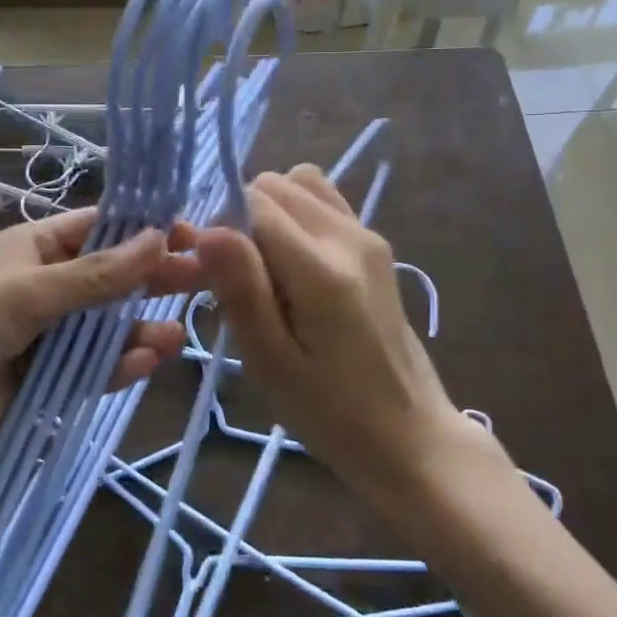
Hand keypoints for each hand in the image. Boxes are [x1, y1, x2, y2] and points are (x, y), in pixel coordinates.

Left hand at [0, 209, 201, 486]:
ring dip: (141, 328)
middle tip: (204, 280)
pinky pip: (96, 368)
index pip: (101, 228)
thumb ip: (96, 275)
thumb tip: (160, 238)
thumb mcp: (26, 292)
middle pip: (113, 277)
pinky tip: (148, 361)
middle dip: (154, 278)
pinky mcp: (51, 380)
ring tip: (177, 335)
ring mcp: (50, 335)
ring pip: (110, 327)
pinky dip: (121, 365)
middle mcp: (48, 286)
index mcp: (35, 248)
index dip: (145, 229)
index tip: (191, 234)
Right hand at [195, 166, 471, 500]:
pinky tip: (292, 265)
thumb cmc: (330, 411)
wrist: (409, 433)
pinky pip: (322, 201)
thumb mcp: (271, 361)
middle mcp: (349, 236)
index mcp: (323, 269)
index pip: (254, 203)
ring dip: (269, 212)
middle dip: (242, 218)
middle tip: (236, 278)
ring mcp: (368, 235)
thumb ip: (242, 289)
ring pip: (298, 183)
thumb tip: (207, 230)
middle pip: (274, 184)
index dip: (221, 228)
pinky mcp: (374, 244)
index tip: (210, 274)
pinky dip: (295, 216)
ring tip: (264, 268)